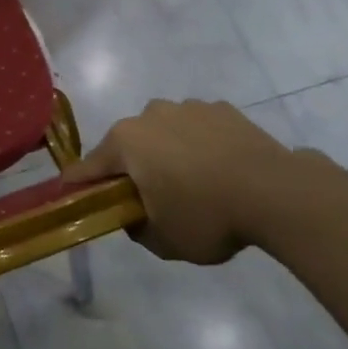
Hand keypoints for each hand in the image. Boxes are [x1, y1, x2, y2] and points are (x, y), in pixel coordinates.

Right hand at [64, 99, 306, 264]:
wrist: (276, 192)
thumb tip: (134, 216)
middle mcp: (150, 115)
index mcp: (126, 142)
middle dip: (131, 169)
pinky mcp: (221, 109)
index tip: (71, 197)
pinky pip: (197, 129)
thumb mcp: (164, 241)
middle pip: (127, 145)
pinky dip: (200, 145)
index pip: (88, 167)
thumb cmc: (207, 216)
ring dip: (167, 153)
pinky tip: (220, 170)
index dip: (78, 186)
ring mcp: (188, 107)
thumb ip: (137, 228)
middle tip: (148, 199)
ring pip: (164, 132)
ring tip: (193, 183)